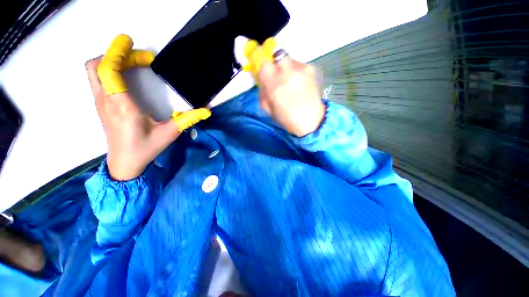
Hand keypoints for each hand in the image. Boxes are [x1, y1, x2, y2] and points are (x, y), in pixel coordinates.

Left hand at [86, 35, 209, 180]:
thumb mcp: (170, 133)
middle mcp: (106, 100)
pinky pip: (98, 79)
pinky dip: (109, 70)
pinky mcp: (101, 105)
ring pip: (95, 71)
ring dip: (111, 61)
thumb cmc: (146, 148)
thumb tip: (206, 111)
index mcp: (122, 106)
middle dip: (116, 54)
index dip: (117, 51)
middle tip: (140, 58)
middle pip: (96, 65)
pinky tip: (127, 76)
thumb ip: (188, 119)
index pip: (108, 70)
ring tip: (134, 64)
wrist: (125, 163)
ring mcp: (100, 102)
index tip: (131, 42)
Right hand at [247, 40, 323, 136]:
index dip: (259, 61)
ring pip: (287, 58)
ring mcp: (301, 68)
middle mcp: (288, 72)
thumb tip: (261, 78)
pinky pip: (297, 64)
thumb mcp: (267, 108)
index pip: (262, 61)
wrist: (311, 121)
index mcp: (274, 84)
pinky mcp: (311, 69)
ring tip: (288, 81)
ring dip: (283, 67)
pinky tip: (297, 82)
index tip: (259, 66)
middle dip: (272, 61)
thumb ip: (262, 90)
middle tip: (274, 73)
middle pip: (276, 53)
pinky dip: (294, 70)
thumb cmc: (286, 118)